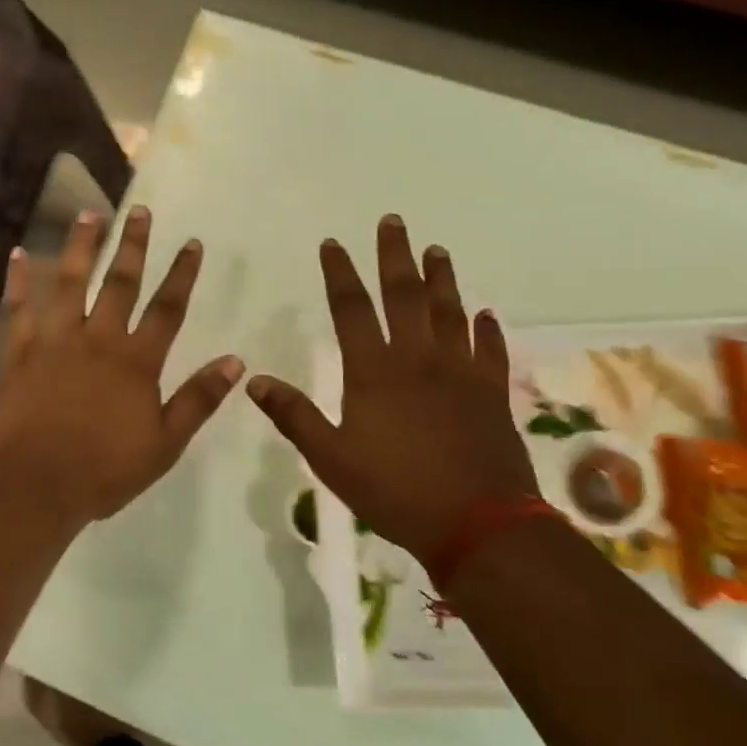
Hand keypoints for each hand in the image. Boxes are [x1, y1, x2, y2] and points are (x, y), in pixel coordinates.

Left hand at [0, 207, 243, 526]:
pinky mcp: (20, 352)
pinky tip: (17, 253)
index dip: (181, 275)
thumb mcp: (164, 444)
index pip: (167, 308)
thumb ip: (198, 400)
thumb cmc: (103, 471)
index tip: (192, 243)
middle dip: (133, 246)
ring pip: (69, 283)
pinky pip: (19, 308)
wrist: (35, 485)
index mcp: (136, 362)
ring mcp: (55, 342)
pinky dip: (17, 280)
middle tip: (141, 211)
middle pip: (120, 283)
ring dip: (81, 246)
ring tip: (89, 214)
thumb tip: (236, 362)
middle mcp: (98, 339)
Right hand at [246, 216, 536, 560]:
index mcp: (375, 372)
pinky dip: (487, 329)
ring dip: (442, 279)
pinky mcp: (492, 394)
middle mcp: (419, 360)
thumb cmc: (394, 490)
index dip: (341, 273)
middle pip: (406, 296)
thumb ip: (293, 415)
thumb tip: (254, 380)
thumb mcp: (330, 458)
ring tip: (437, 251)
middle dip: (395, 256)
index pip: (353, 309)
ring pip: (451, 313)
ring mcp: (461, 374)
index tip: (333, 243)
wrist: (478, 524)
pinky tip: (485, 314)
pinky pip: (490, 351)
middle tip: (393, 221)